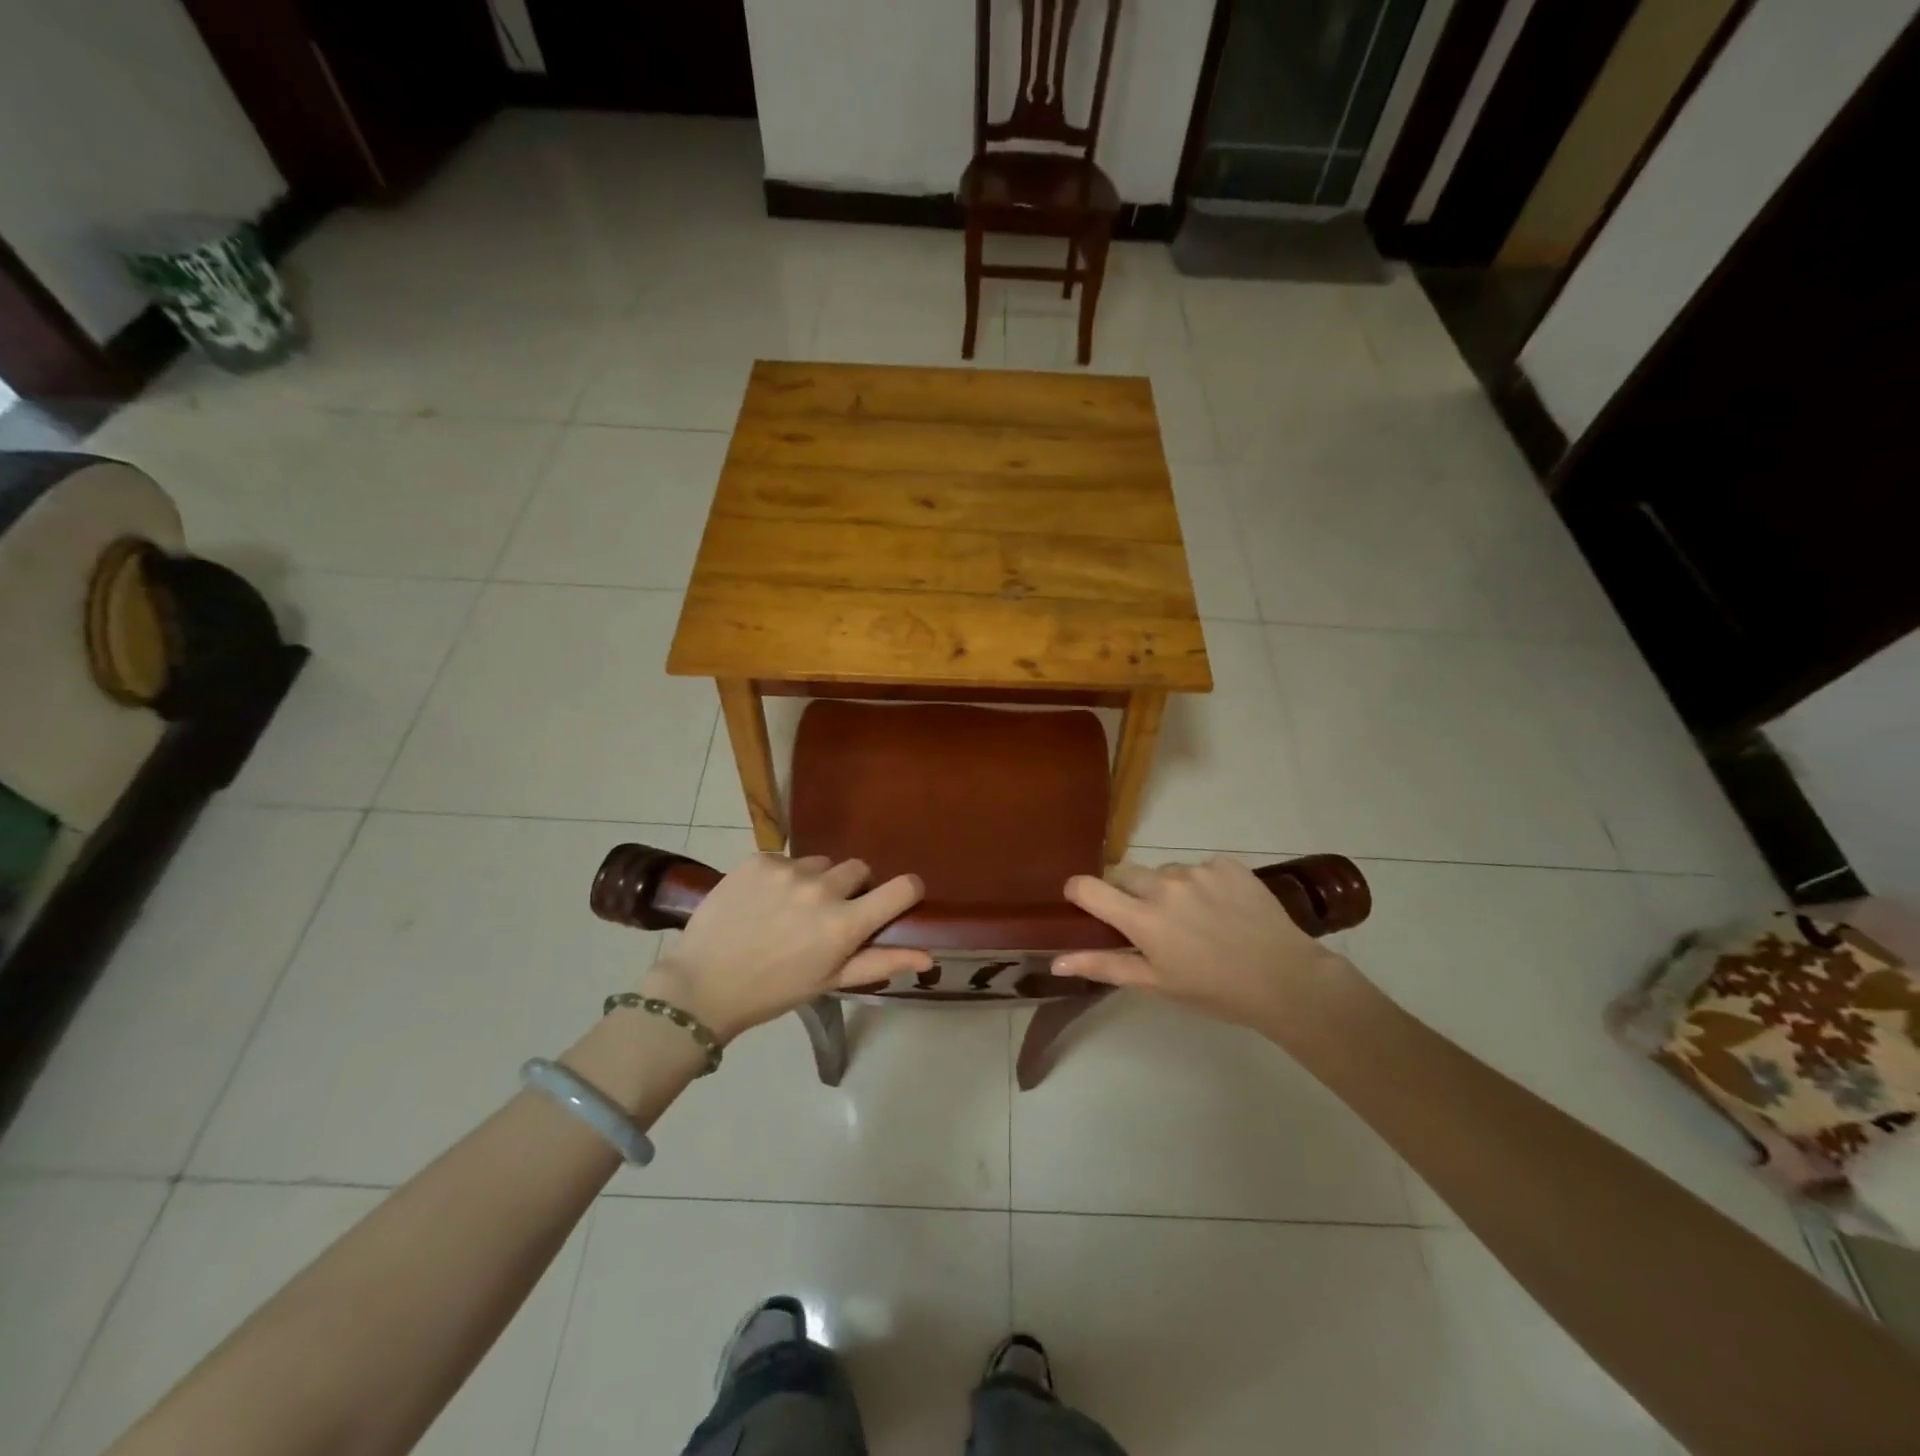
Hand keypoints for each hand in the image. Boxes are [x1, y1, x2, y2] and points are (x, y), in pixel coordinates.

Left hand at [639, 854, 929, 1043]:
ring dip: (815, 881)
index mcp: (845, 924)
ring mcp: (788, 871)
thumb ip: (882, 962)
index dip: (907, 890)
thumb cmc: (773, 991)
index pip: (902, 888)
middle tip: (827, 915)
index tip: (899, 897)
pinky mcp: (759, 860)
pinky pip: (786, 860)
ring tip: (788, 909)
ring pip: (820, 863)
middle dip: (851, 888)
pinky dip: (781, 877)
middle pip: (858, 869)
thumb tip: (929, 956)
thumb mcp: (831, 981)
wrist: (702, 985)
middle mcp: (822, 889)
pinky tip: (762, 901)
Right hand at [1054, 858, 1352, 1026]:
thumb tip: (1056, 961)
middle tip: (1150, 922)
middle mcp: (1164, 885)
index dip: (1079, 892)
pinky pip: (1201, 868)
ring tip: (1196, 919)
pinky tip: (1223, 909)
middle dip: (1127, 892)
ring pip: (1165, 872)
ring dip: (1168, 889)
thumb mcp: (1155, 984)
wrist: (1285, 979)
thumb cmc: (1214, 991)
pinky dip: (1203, 885)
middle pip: (1125, 873)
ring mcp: (1198, 871)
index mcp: (1142, 917)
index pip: (1088, 887)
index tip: (1085, 904)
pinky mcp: (1227, 864)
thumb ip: (1104, 966)